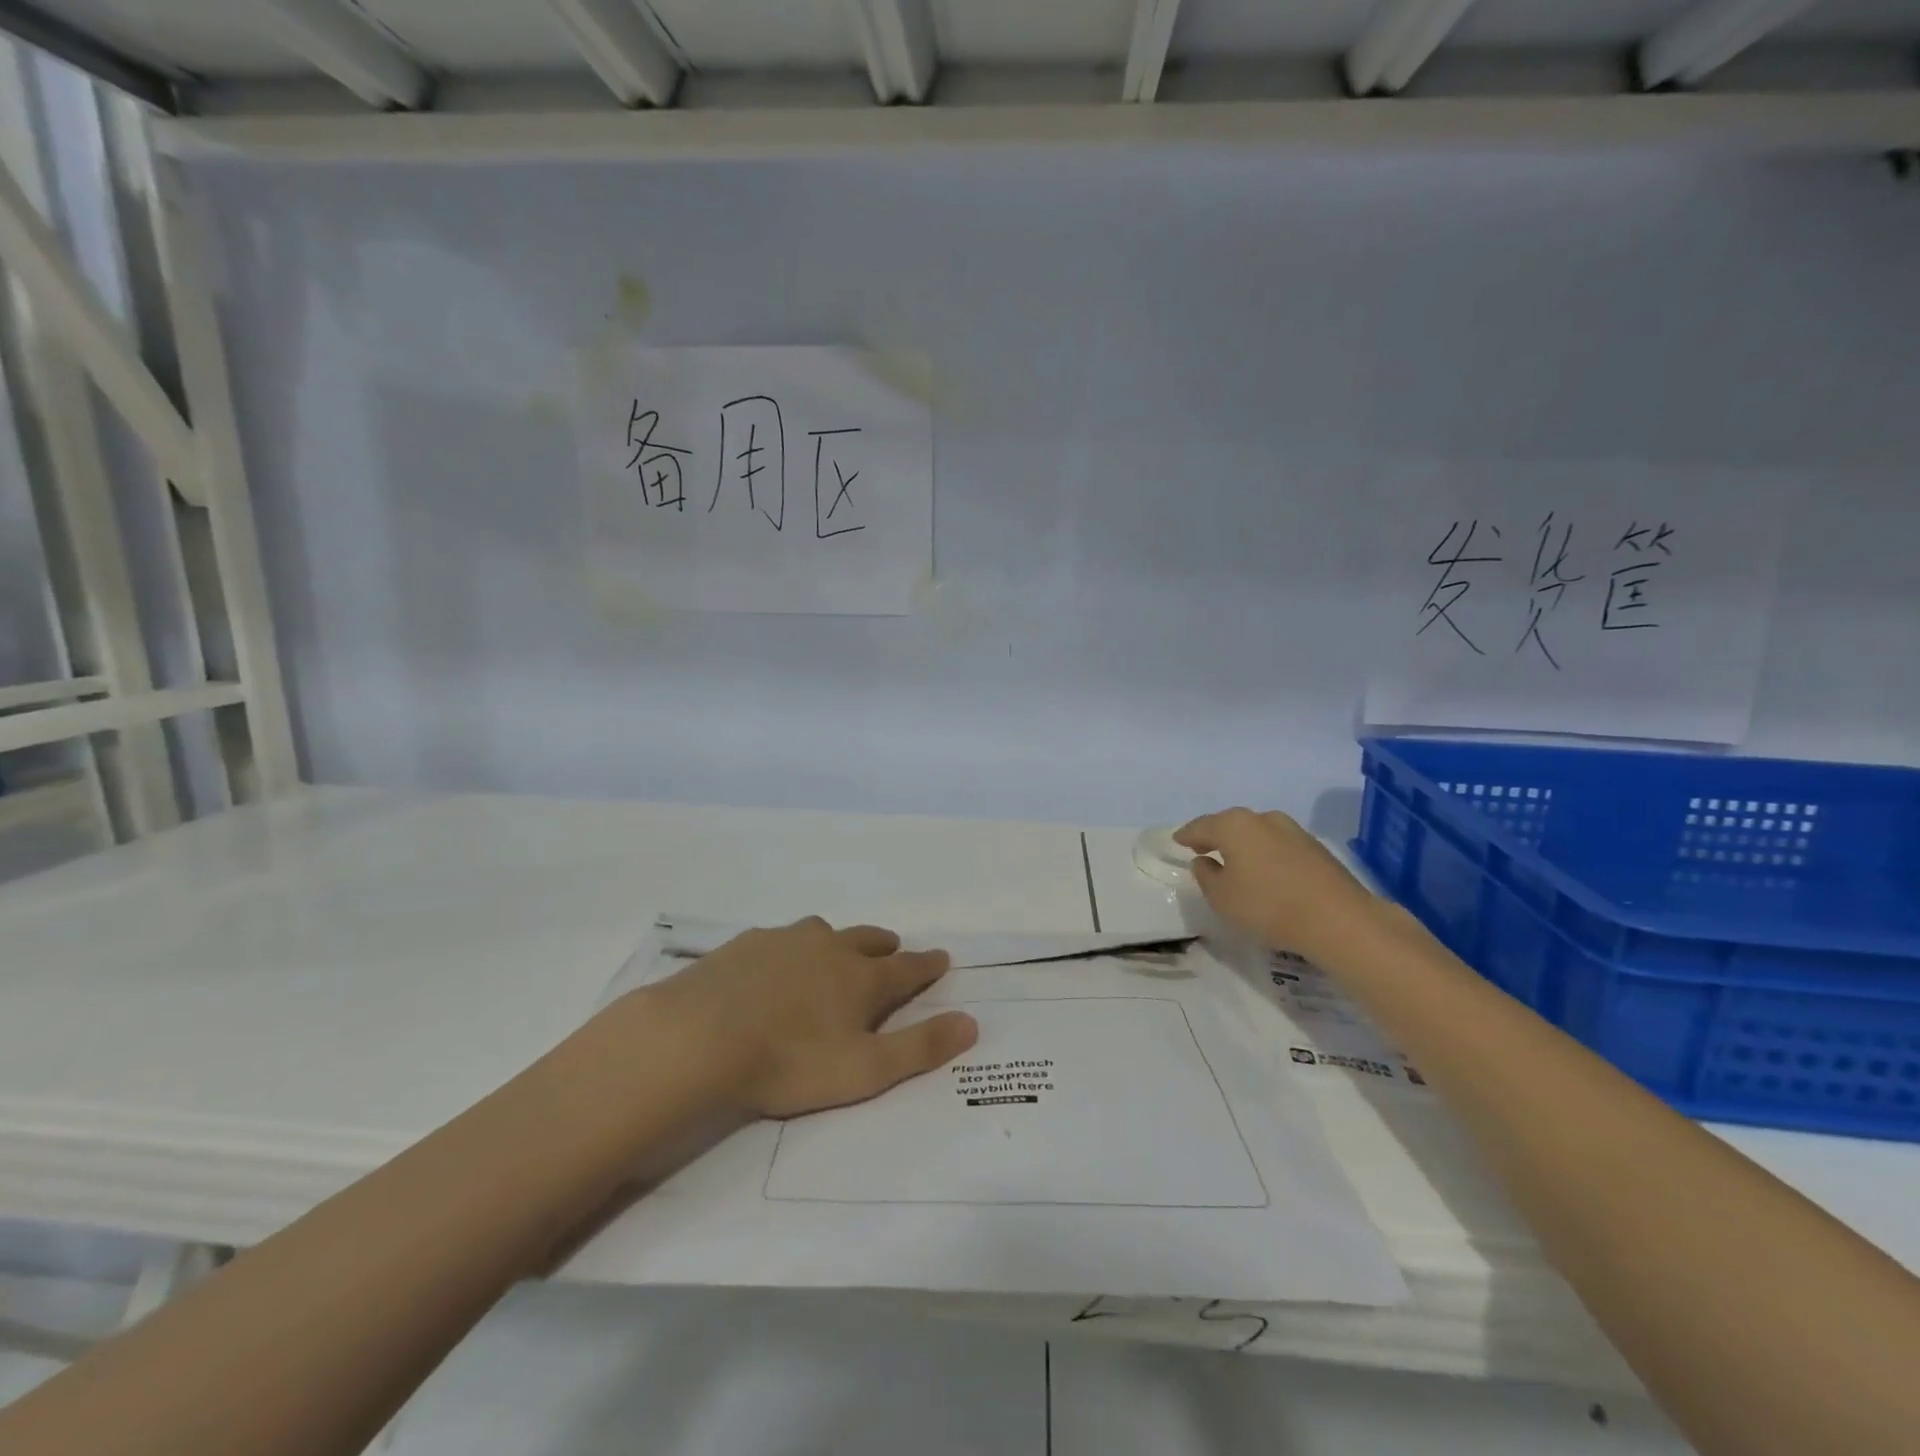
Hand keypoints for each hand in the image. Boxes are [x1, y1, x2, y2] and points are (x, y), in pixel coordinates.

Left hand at [641, 917, 978, 1118]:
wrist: (699, 1038)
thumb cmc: (789, 1061)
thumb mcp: (865, 1069)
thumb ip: (920, 1047)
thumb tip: (972, 1022)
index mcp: (862, 978)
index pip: (907, 968)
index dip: (927, 965)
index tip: (942, 958)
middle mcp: (829, 948)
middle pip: (868, 940)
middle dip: (885, 946)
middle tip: (892, 949)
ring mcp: (785, 940)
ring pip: (824, 932)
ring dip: (839, 941)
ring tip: (837, 952)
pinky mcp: (745, 944)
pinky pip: (781, 938)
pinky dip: (792, 947)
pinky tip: (775, 963)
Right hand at [1175, 808, 1377, 955]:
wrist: (1339, 919)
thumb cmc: (1267, 906)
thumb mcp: (1221, 898)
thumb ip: (1206, 876)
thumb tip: (1205, 861)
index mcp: (1234, 825)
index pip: (1201, 826)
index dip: (1187, 835)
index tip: (1177, 841)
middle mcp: (1262, 818)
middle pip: (1230, 825)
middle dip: (1216, 836)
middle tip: (1203, 849)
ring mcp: (1293, 830)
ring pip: (1257, 834)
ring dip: (1244, 846)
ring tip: (1236, 862)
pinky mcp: (1316, 848)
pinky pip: (1278, 846)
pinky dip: (1266, 855)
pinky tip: (1266, 872)